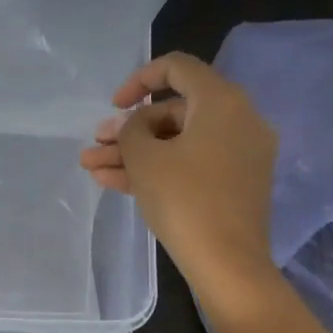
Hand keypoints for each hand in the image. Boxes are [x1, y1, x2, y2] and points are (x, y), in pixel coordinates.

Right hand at [81, 51, 280, 314]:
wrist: (228, 264)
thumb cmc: (185, 199)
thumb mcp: (144, 158)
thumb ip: (130, 130)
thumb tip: (136, 126)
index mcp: (222, 101)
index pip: (177, 68)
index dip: (138, 80)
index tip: (115, 106)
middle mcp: (238, 120)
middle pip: (174, 111)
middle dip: (129, 130)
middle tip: (96, 146)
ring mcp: (239, 154)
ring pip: (178, 143)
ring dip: (134, 153)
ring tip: (92, 168)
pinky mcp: (235, 184)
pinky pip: (192, 164)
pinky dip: (158, 169)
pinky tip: (113, 182)